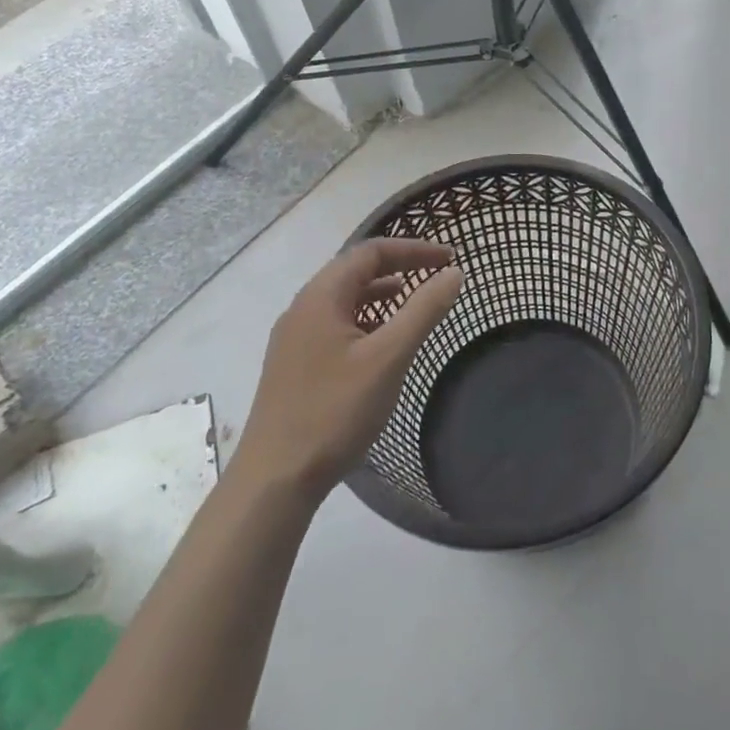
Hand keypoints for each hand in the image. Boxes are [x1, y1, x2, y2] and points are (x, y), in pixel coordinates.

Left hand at [230, 238, 463, 497]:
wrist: (275, 479)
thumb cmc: (335, 411)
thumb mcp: (389, 357)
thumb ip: (424, 310)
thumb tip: (454, 274)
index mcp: (321, 297)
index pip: (371, 252)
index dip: (414, 249)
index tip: (450, 259)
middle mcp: (302, 308)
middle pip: (355, 271)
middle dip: (399, 267)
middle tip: (437, 276)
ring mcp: (294, 338)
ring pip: (345, 299)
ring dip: (382, 294)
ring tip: (416, 305)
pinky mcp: (294, 365)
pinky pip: (336, 324)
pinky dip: (367, 320)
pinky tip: (383, 344)